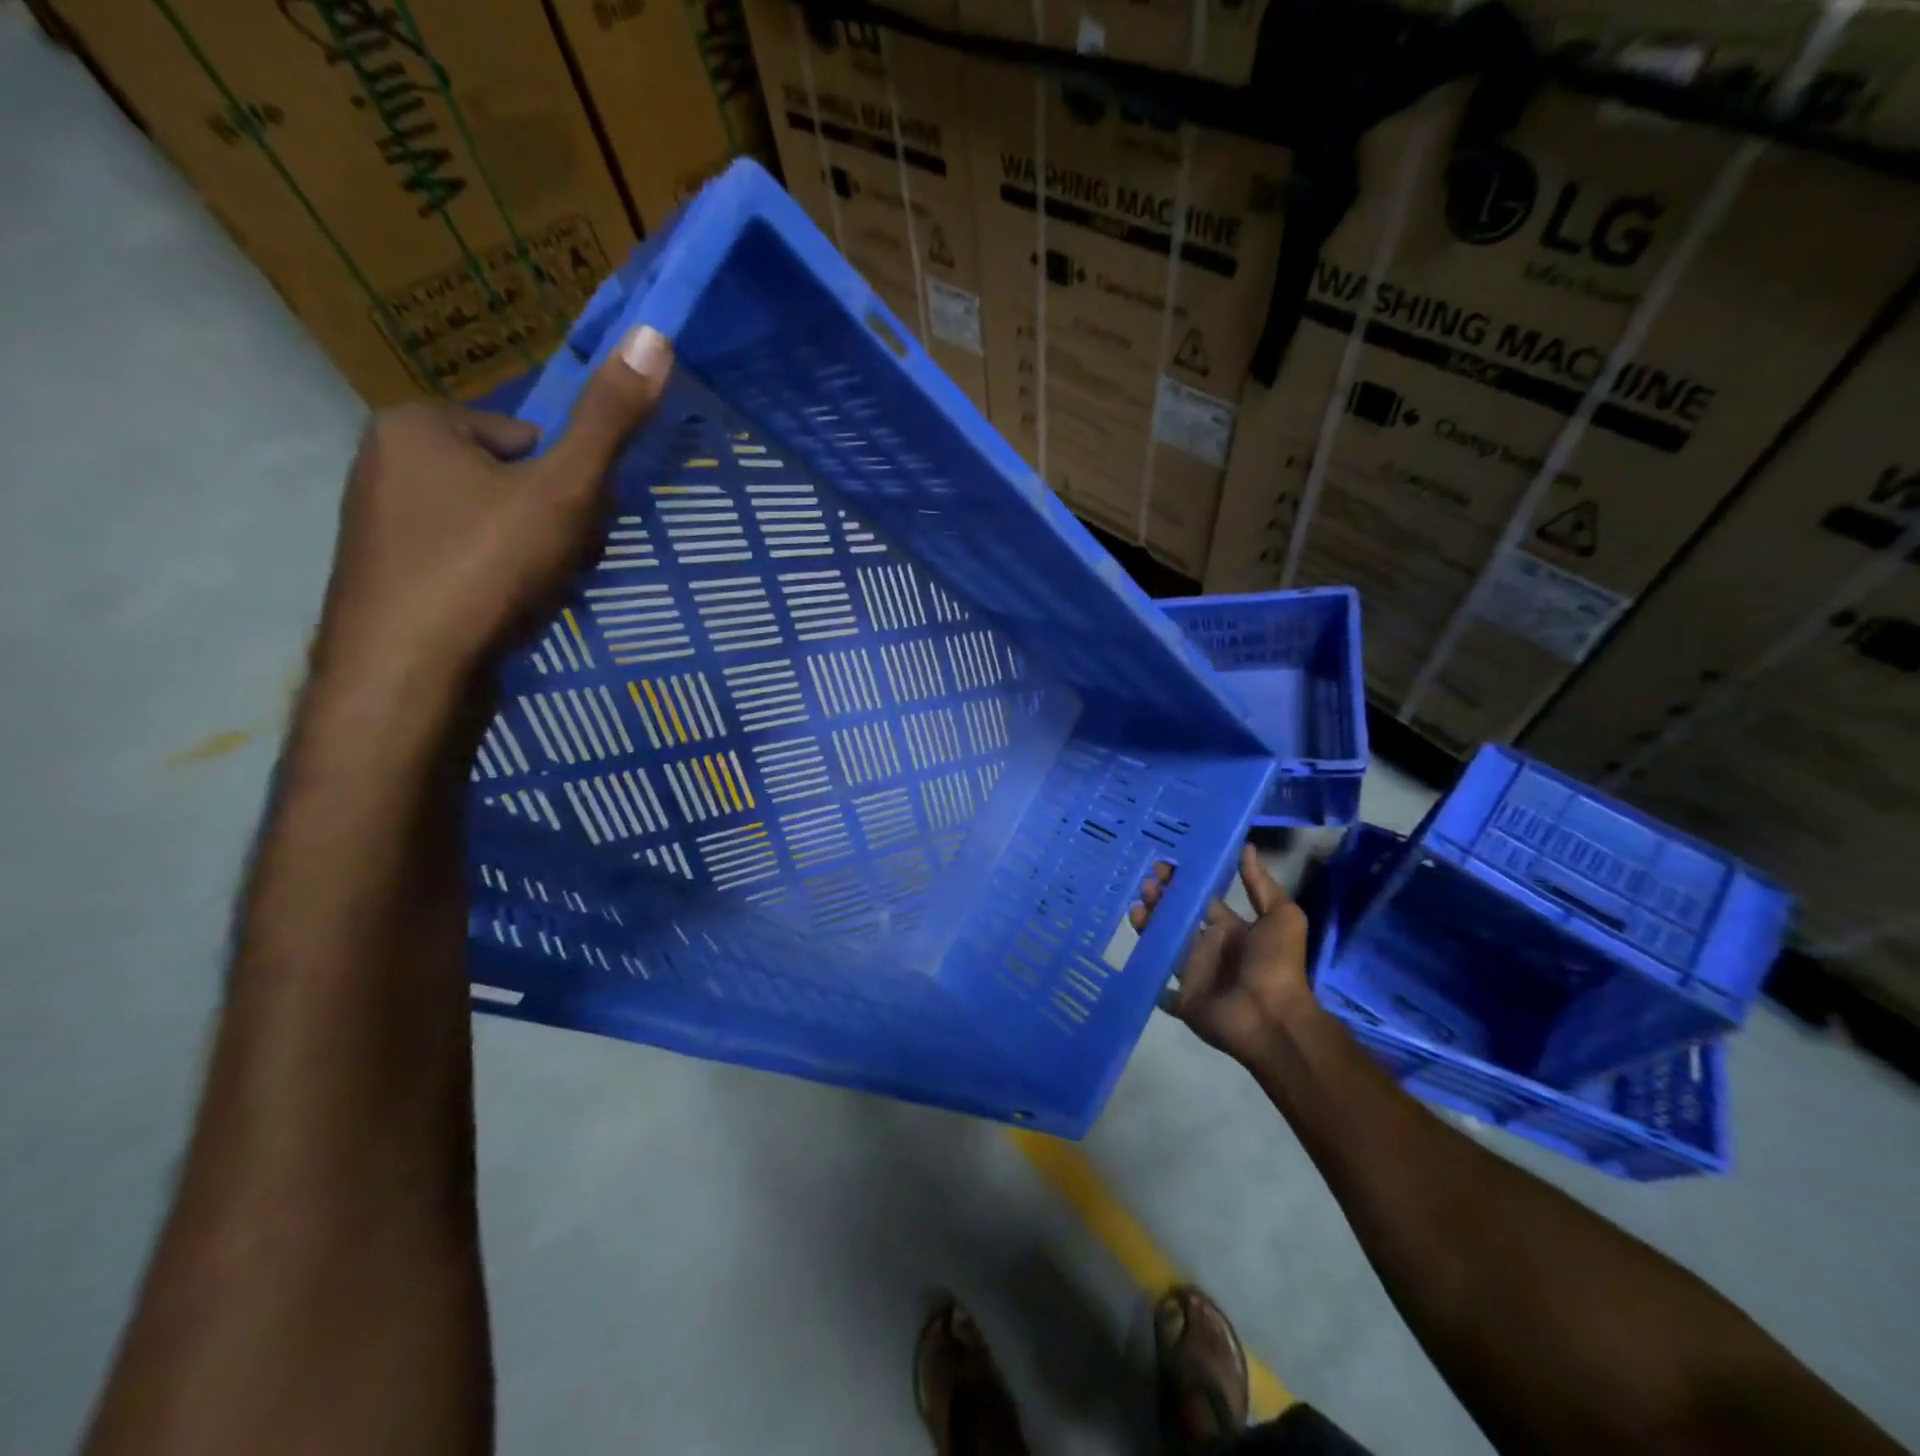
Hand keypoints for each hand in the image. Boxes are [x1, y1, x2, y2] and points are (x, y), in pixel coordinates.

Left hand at [314, 325, 673, 698]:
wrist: (407, 675)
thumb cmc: (485, 568)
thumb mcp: (564, 490)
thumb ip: (608, 420)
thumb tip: (655, 334)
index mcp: (418, 424)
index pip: (528, 437)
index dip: (568, 483)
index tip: (576, 526)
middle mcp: (384, 462)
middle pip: (509, 481)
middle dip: (548, 521)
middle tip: (560, 565)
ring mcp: (379, 525)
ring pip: (489, 526)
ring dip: (528, 555)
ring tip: (536, 595)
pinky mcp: (387, 579)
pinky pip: (463, 562)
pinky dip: (495, 583)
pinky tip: (506, 614)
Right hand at [1130, 844, 1316, 1066]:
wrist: (1271, 1019)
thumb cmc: (1277, 964)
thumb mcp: (1282, 917)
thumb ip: (1261, 884)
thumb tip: (1246, 846)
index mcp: (1231, 928)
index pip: (1201, 898)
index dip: (1184, 882)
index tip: (1163, 861)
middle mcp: (1209, 946)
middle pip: (1177, 917)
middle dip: (1160, 898)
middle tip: (1144, 881)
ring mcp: (1192, 972)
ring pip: (1162, 942)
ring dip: (1148, 924)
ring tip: (1136, 907)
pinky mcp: (1180, 996)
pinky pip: (1158, 978)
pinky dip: (1145, 966)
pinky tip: (1129, 945)